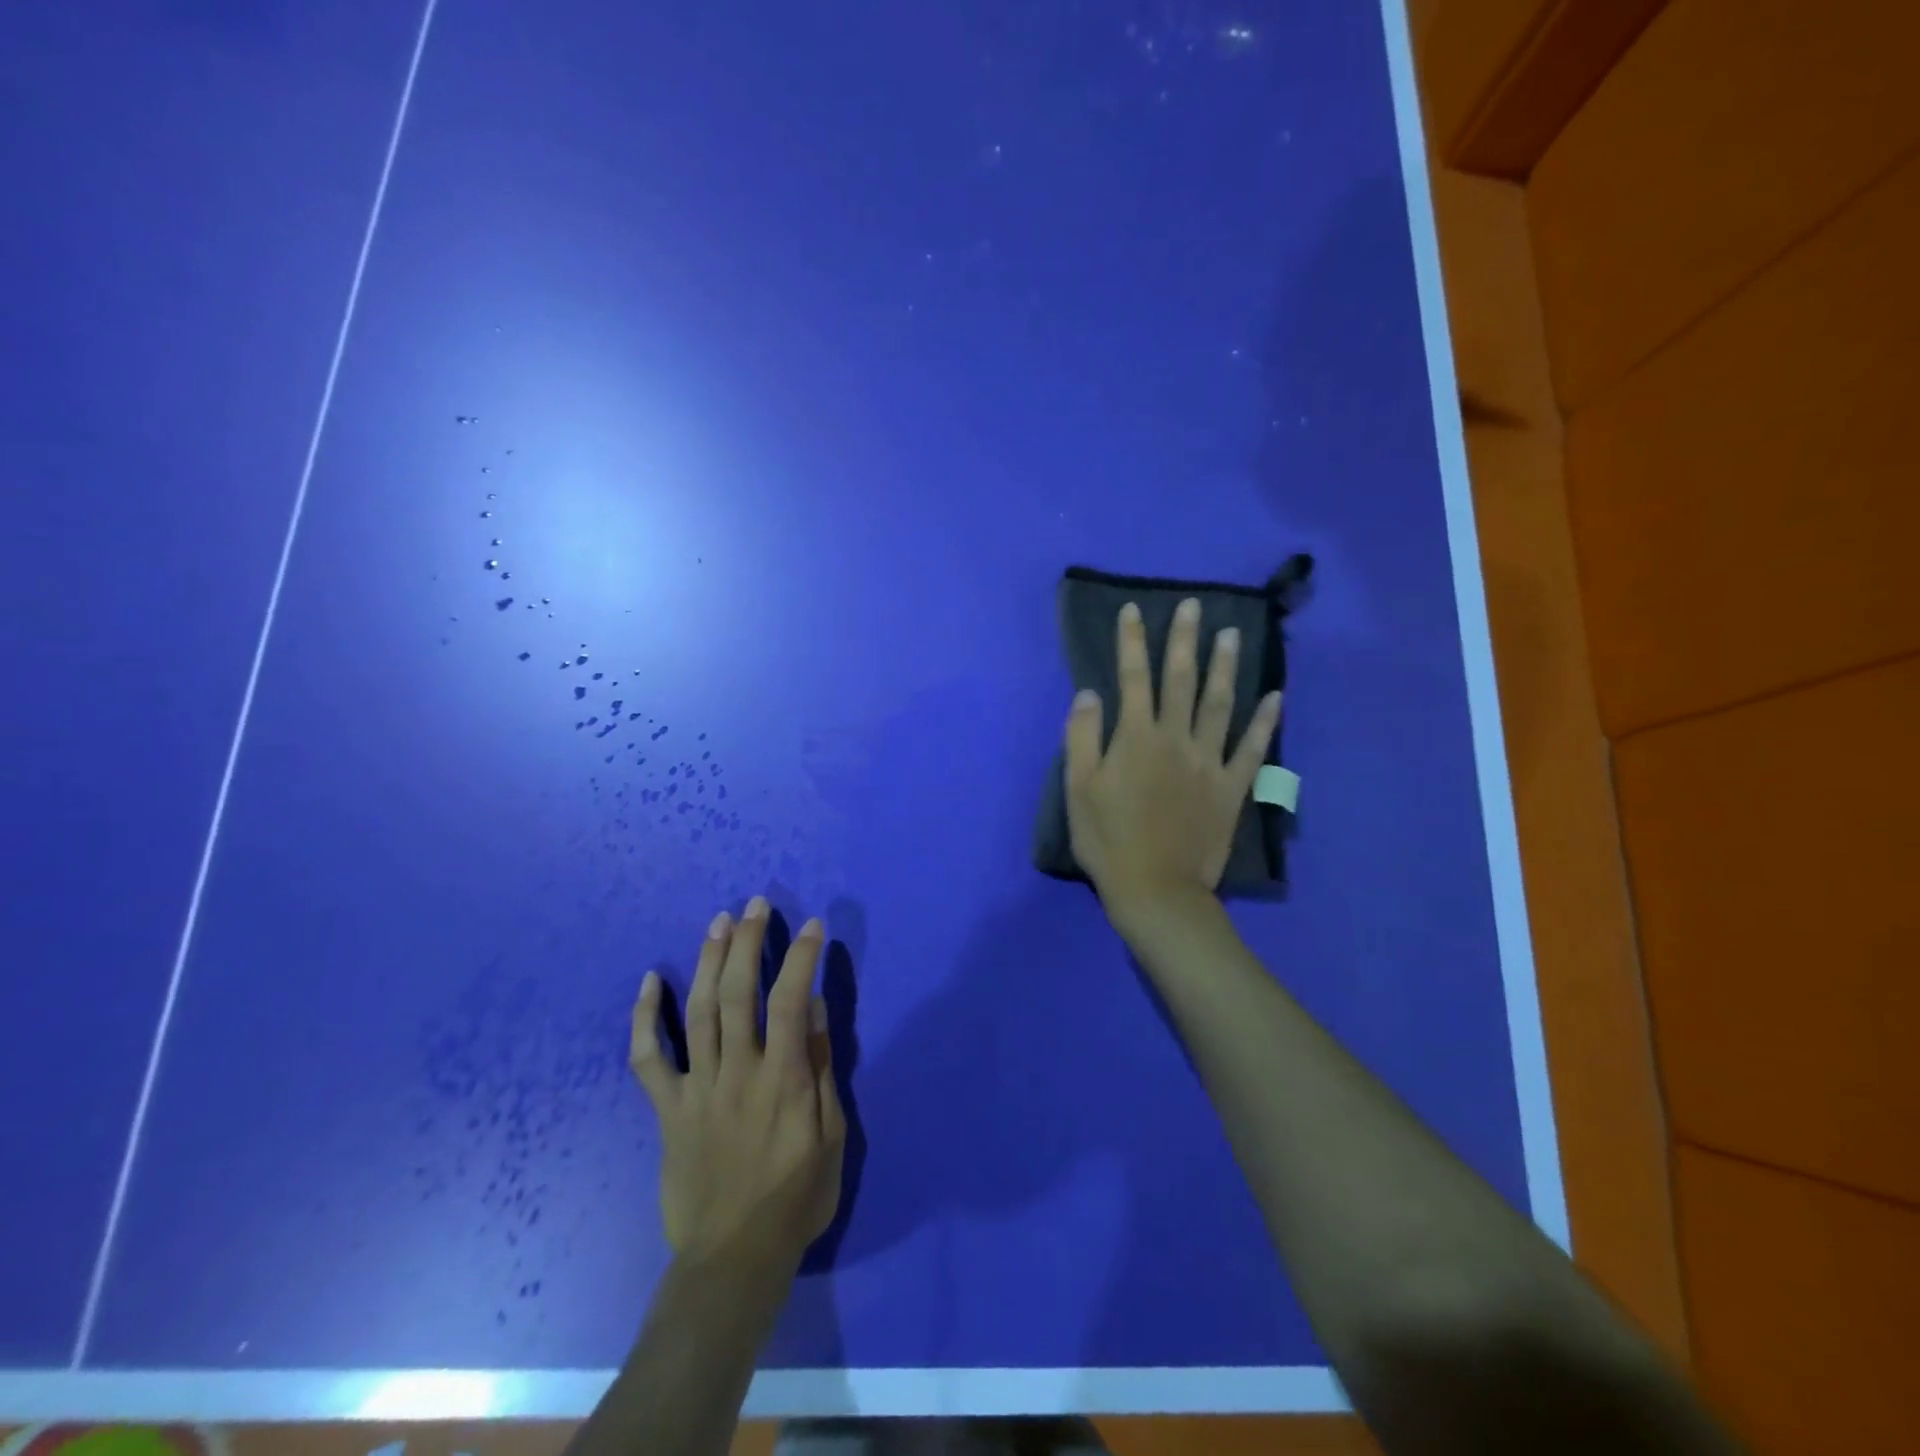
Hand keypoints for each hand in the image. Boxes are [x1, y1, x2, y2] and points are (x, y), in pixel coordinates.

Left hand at [630, 897, 845, 1280]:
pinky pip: (649, 1058)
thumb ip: (819, 1067)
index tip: (810, 926)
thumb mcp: (831, 1136)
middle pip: (737, 993)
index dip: (798, 957)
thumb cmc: (795, 1197)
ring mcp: (697, 1088)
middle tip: (755, 905)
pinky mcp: (667, 1109)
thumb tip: (812, 1007)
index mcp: (781, 1079)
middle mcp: (736, 1072)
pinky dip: (645, 1018)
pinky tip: (650, 980)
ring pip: (698, 1011)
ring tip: (719, 922)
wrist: (733, 1259)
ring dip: (708, 961)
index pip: (789, 1000)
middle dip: (747, 942)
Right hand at [1064, 597, 1280, 929]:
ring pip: (1219, 704)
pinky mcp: (1231, 787)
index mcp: (1135, 738)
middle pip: (1181, 680)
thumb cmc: (1107, 840)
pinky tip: (1275, 696)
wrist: (1155, 889)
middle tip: (1192, 606)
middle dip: (1184, 640)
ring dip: (1226, 667)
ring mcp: (1208, 762)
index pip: (1132, 678)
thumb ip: (1083, 737)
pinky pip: (1253, 748)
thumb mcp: (1078, 789)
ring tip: (1232, 635)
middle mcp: (1175, 739)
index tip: (1133, 610)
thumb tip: (1091, 693)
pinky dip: (1264, 721)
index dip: (1132, 642)